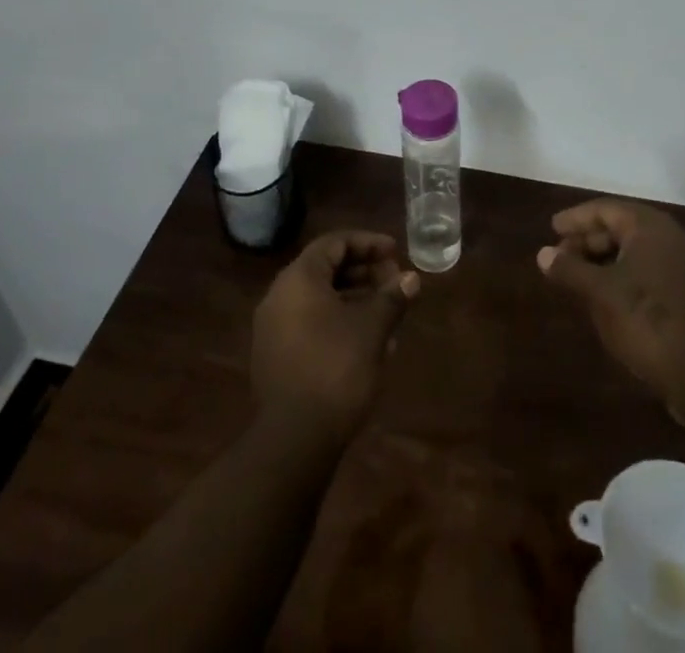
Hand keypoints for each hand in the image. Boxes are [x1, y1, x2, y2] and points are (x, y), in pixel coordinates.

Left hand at [252, 231, 418, 438]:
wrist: (294, 441)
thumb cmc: (336, 369)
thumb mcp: (372, 329)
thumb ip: (392, 297)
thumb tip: (410, 278)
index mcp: (298, 279)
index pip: (334, 243)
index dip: (368, 243)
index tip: (396, 251)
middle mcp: (279, 296)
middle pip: (325, 268)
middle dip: (364, 271)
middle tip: (395, 281)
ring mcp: (273, 329)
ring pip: (319, 298)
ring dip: (355, 298)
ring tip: (388, 311)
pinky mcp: (276, 357)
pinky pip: (310, 323)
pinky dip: (339, 321)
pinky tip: (368, 341)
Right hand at [537, 200, 684, 430]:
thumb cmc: (648, 322)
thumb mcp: (601, 294)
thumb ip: (571, 270)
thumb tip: (543, 253)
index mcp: (650, 227)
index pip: (606, 209)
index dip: (576, 218)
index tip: (552, 227)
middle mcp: (671, 238)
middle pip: (622, 227)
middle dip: (589, 240)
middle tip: (561, 256)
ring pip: (636, 252)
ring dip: (605, 260)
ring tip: (578, 277)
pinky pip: (649, 272)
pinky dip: (624, 276)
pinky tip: (608, 298)